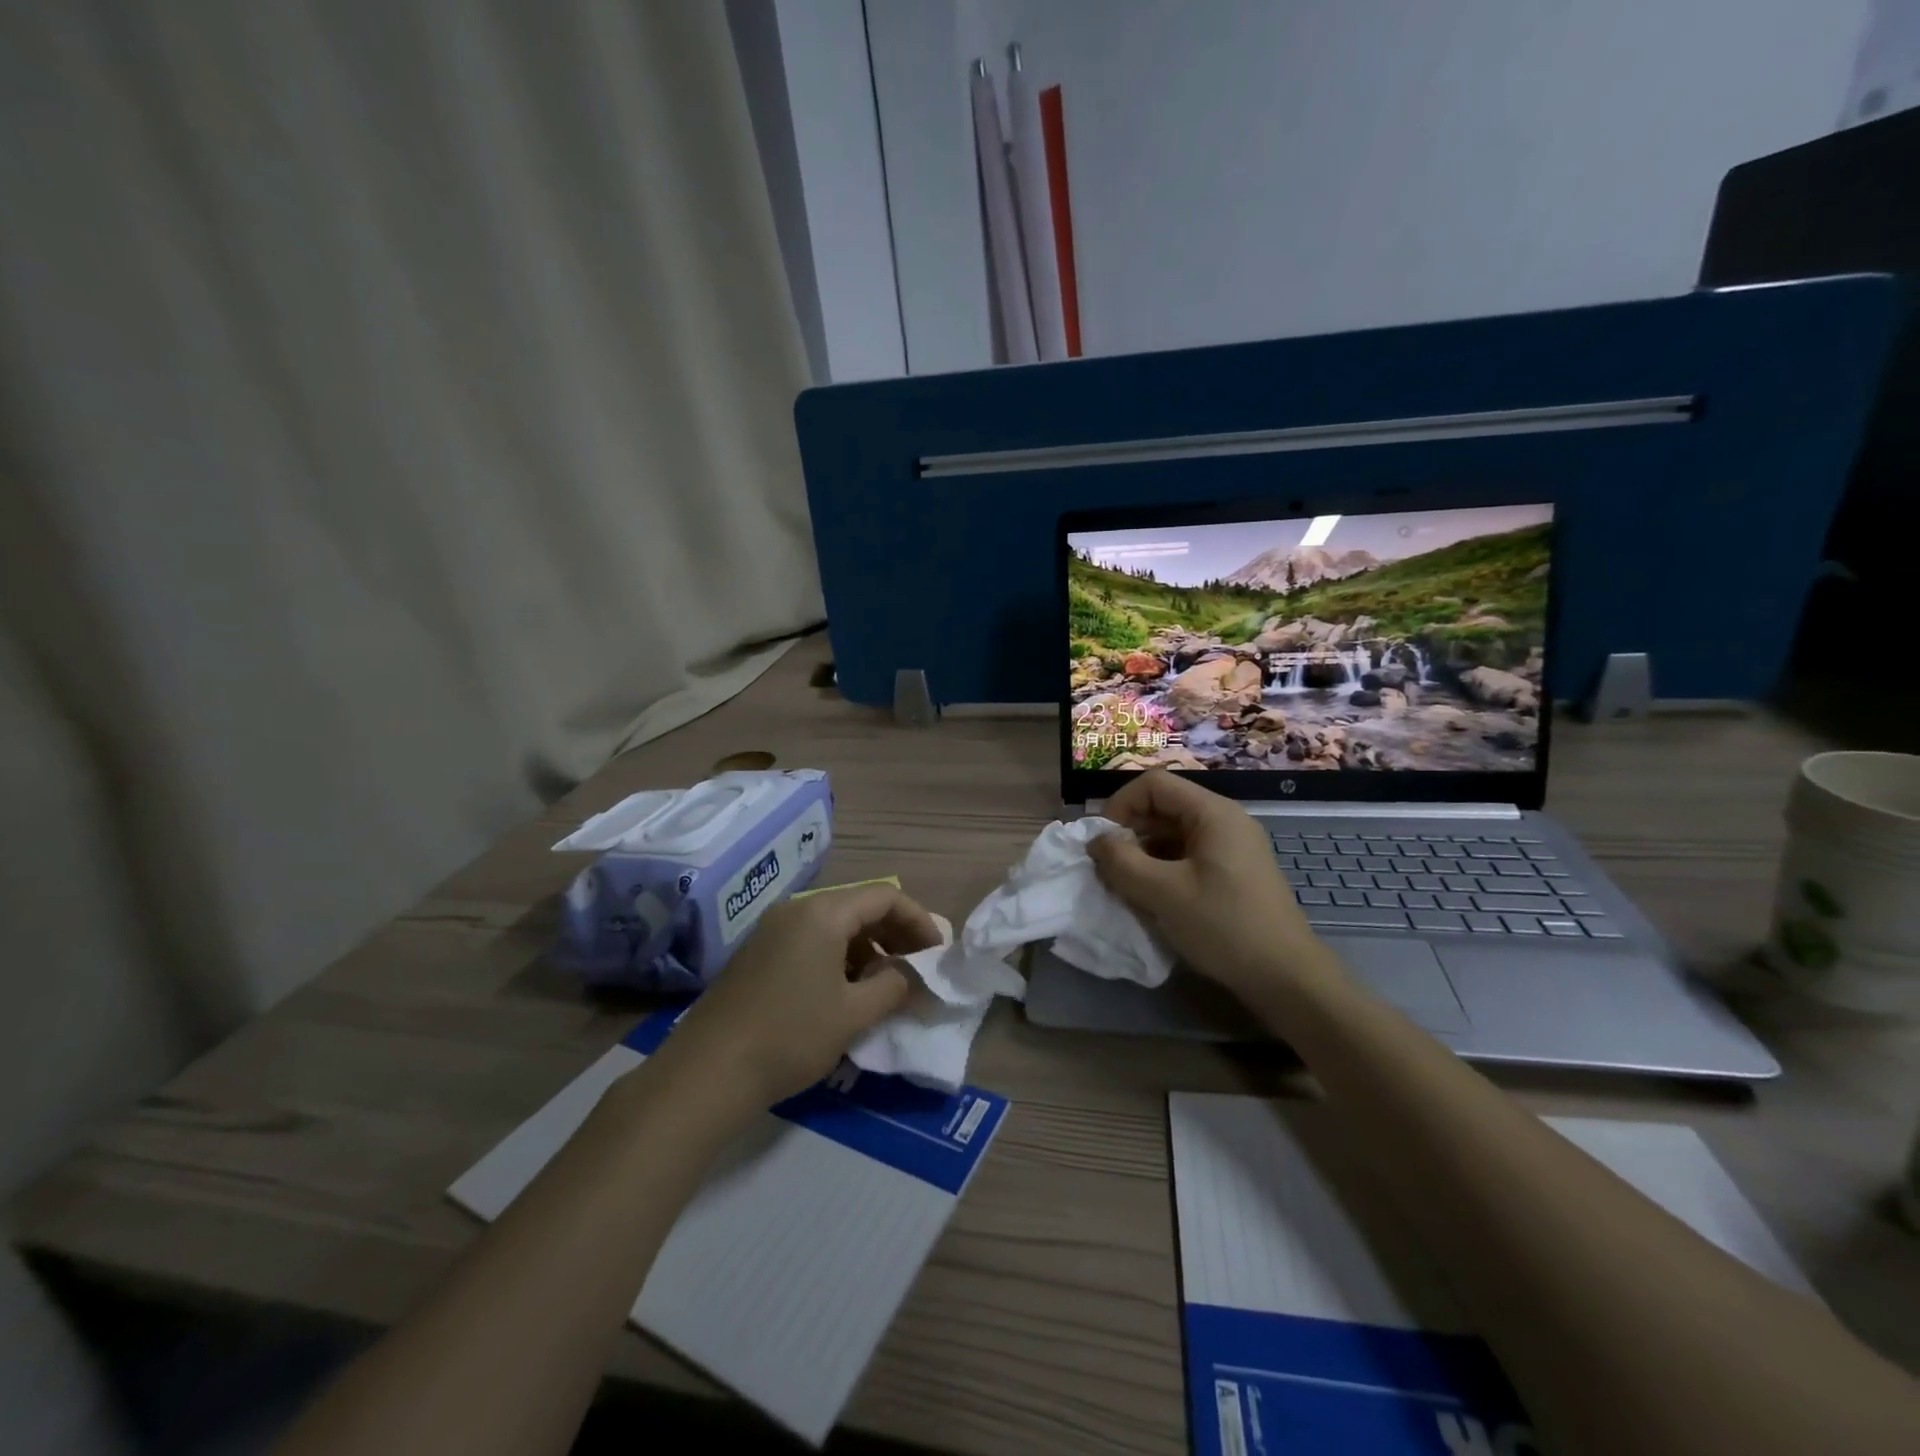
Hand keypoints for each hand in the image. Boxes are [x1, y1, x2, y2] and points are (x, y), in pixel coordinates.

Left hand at [658, 883, 940, 1108]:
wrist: (706, 1073)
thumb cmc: (790, 1036)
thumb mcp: (853, 1014)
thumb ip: (894, 986)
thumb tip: (916, 975)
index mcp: (823, 913)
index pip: (885, 897)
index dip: (919, 921)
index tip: (937, 953)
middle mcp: (797, 910)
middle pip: (860, 906)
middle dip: (895, 934)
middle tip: (916, 968)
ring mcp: (772, 930)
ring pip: (835, 925)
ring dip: (867, 947)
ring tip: (885, 985)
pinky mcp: (758, 954)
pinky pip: (811, 941)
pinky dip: (839, 957)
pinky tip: (846, 992)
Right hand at [1086, 771, 1326, 1000]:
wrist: (1286, 979)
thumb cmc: (1224, 926)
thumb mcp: (1163, 893)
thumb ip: (1122, 861)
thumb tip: (1096, 841)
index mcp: (1213, 813)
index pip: (1154, 784)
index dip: (1120, 805)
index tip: (1102, 842)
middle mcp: (1224, 821)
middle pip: (1163, 807)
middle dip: (1129, 832)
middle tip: (1109, 868)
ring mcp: (1231, 848)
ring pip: (1172, 834)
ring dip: (1143, 854)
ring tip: (1126, 886)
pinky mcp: (1231, 874)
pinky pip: (1186, 857)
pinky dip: (1161, 870)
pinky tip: (1152, 899)